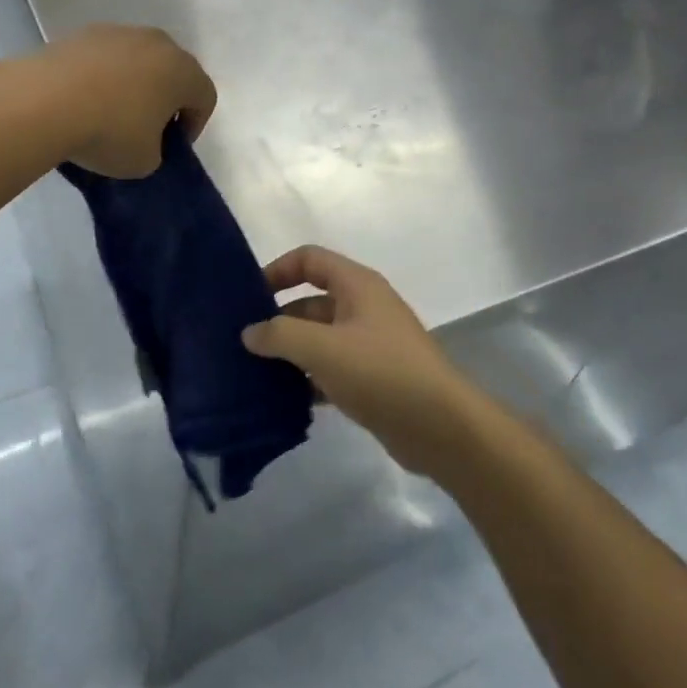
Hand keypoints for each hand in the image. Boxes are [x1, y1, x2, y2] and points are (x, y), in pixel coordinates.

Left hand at [42, 24, 216, 177]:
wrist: (44, 101)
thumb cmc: (109, 132)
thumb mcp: (144, 162)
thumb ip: (156, 151)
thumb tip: (144, 140)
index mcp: (183, 71)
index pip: (204, 98)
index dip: (193, 126)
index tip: (171, 147)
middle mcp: (158, 43)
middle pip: (173, 72)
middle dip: (164, 100)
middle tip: (145, 129)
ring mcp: (120, 32)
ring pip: (138, 61)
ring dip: (132, 84)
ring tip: (108, 113)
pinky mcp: (84, 32)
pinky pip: (106, 58)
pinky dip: (102, 76)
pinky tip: (82, 100)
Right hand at [243, 246, 485, 476]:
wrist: (442, 427)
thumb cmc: (381, 373)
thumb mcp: (322, 349)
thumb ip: (280, 335)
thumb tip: (250, 332)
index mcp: (356, 285)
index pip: (309, 259)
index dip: (277, 270)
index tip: (249, 297)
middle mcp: (364, 307)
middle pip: (311, 302)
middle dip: (279, 320)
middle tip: (244, 345)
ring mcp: (371, 344)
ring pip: (320, 339)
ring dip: (291, 353)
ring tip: (255, 374)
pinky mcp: (374, 378)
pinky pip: (332, 369)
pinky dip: (309, 379)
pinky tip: (286, 400)